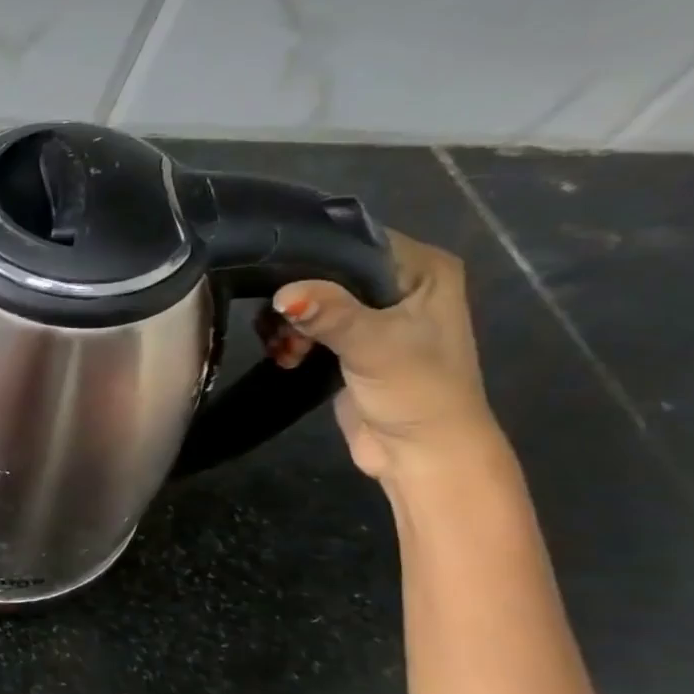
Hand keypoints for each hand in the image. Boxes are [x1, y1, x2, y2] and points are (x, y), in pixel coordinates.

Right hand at [259, 230, 503, 483]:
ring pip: (310, 299)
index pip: (356, 239)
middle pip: (325, 270)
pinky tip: (286, 357)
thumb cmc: (416, 392)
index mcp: (423, 269)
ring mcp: (373, 314)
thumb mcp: (375, 347)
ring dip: (287, 323)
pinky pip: (307, 325)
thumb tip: (283, 295)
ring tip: (285, 349)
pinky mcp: (349, 343)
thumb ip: (331, 315)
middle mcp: (400, 283)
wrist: (420, 454)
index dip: (311, 254)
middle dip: (293, 297)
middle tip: (280, 325)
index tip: (270, 272)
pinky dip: (289, 338)